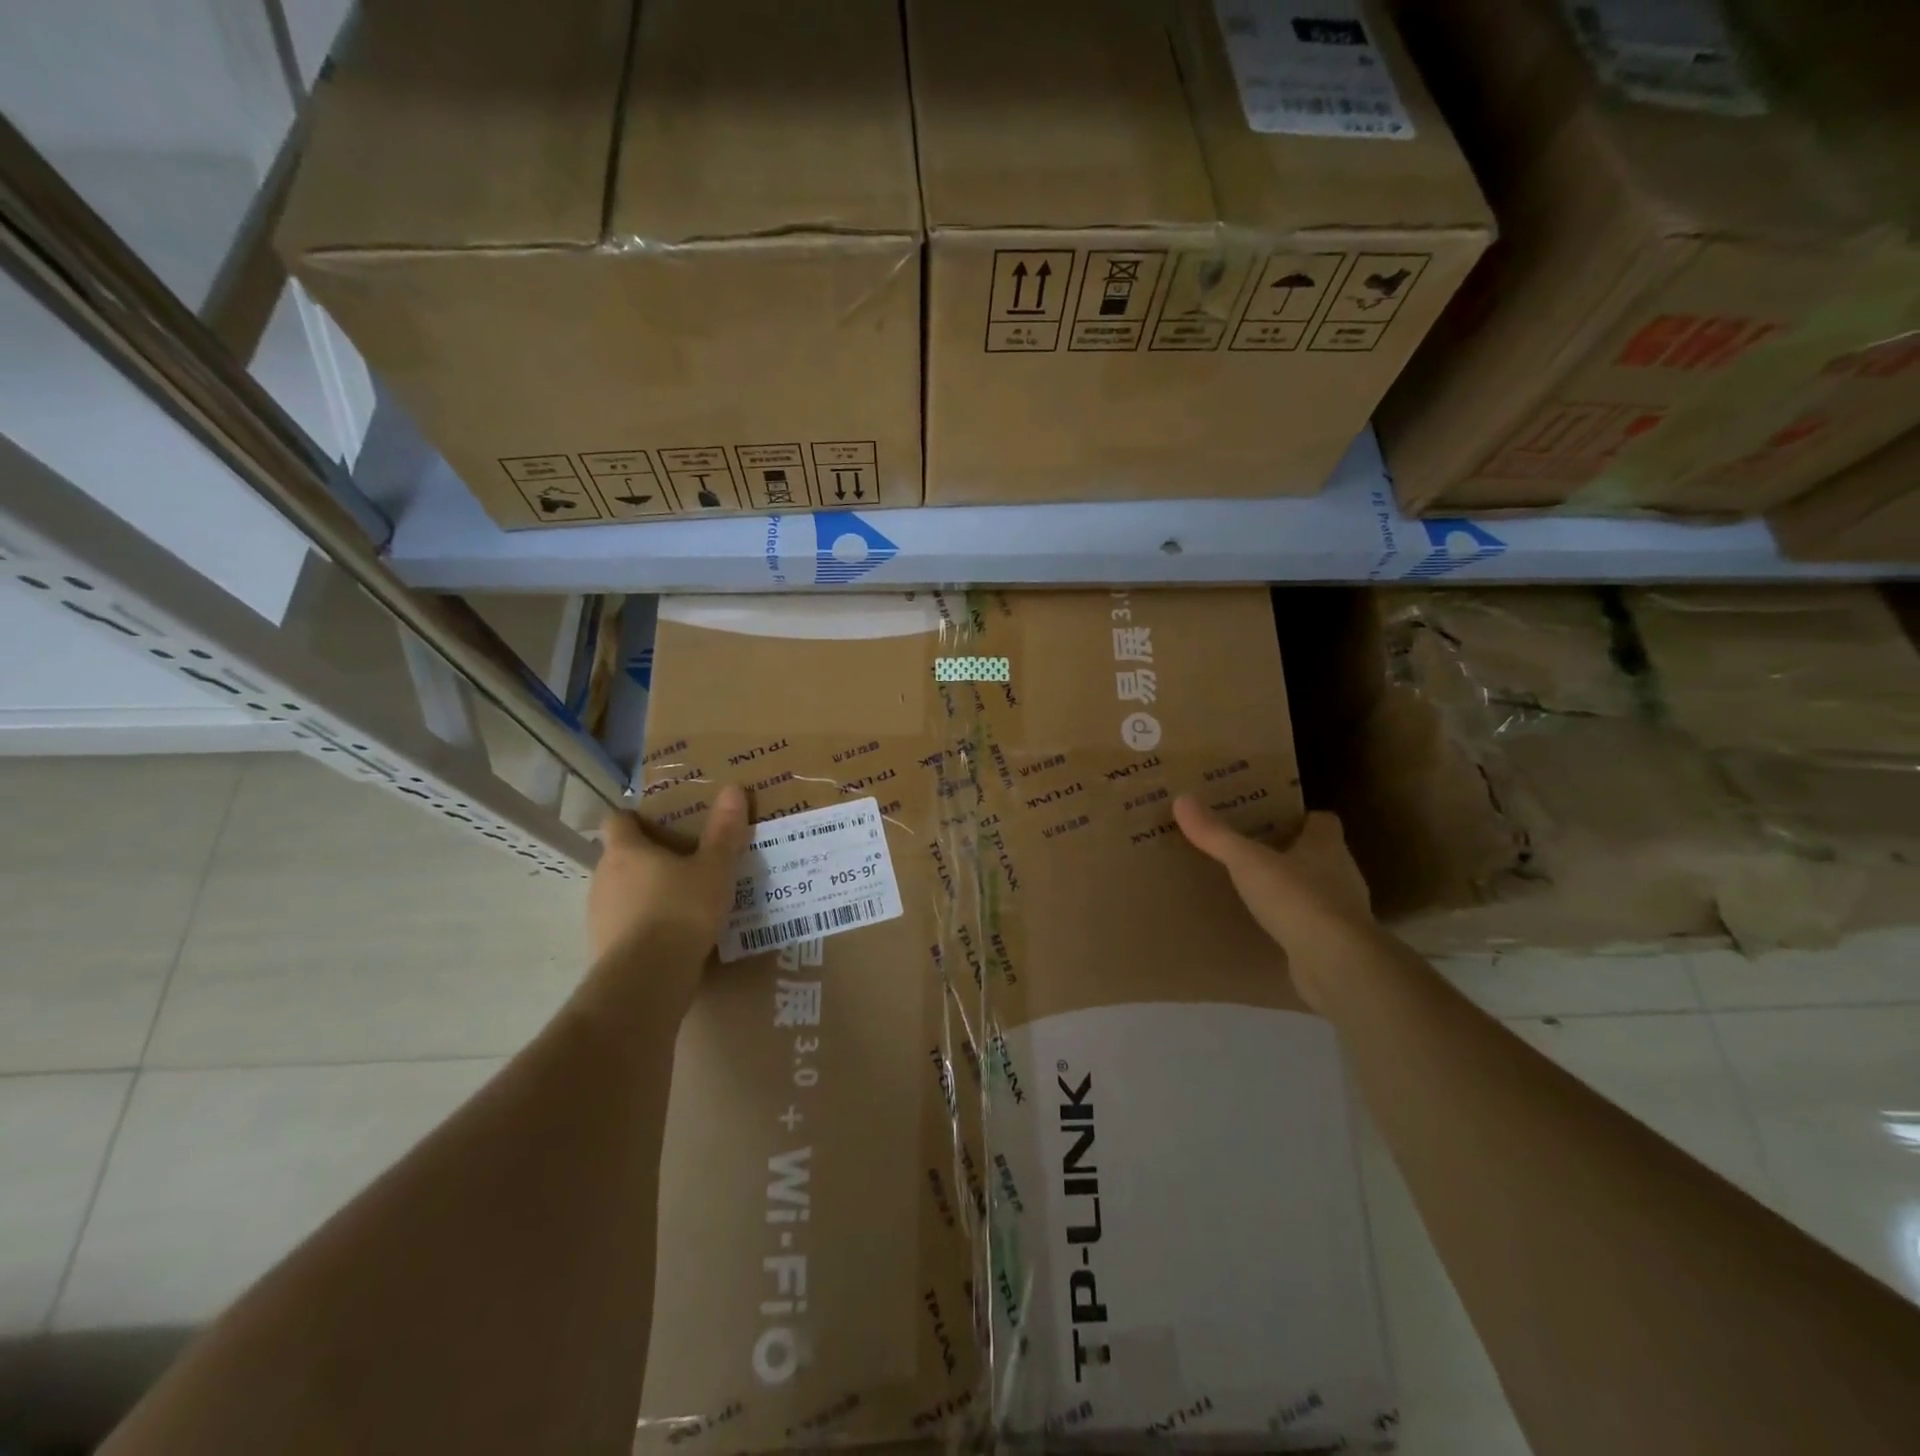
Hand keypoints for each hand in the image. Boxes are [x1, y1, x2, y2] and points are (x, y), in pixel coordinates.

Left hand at [588, 785, 749, 964]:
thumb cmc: (681, 910)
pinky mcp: (603, 947)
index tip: (660, 823)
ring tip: (682, 900)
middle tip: (684, 862)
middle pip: (620, 857)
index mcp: (626, 850)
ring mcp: (598, 914)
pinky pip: (624, 925)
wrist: (648, 979)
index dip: (636, 818)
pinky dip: (643, 924)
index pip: (618, 820)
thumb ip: (724, 832)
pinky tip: (672, 935)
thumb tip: (733, 789)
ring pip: (621, 892)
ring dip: (644, 893)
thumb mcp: (714, 868)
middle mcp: (603, 877)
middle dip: (648, 858)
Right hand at [1174, 799, 1373, 1009]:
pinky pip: (1311, 926)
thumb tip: (1182, 799)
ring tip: (1255, 889)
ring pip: (1317, 891)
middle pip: (1320, 855)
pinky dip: (1293, 923)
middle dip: (1291, 852)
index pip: (1323, 822)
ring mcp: (1343, 913)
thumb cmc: (1297, 899)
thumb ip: (1216, 834)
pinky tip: (1267, 927)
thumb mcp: (1247, 862)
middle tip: (1252, 851)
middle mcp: (1342, 875)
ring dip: (1292, 889)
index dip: (1301, 818)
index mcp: (1327, 846)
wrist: (1336, 964)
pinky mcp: (1336, 945)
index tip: (1273, 819)